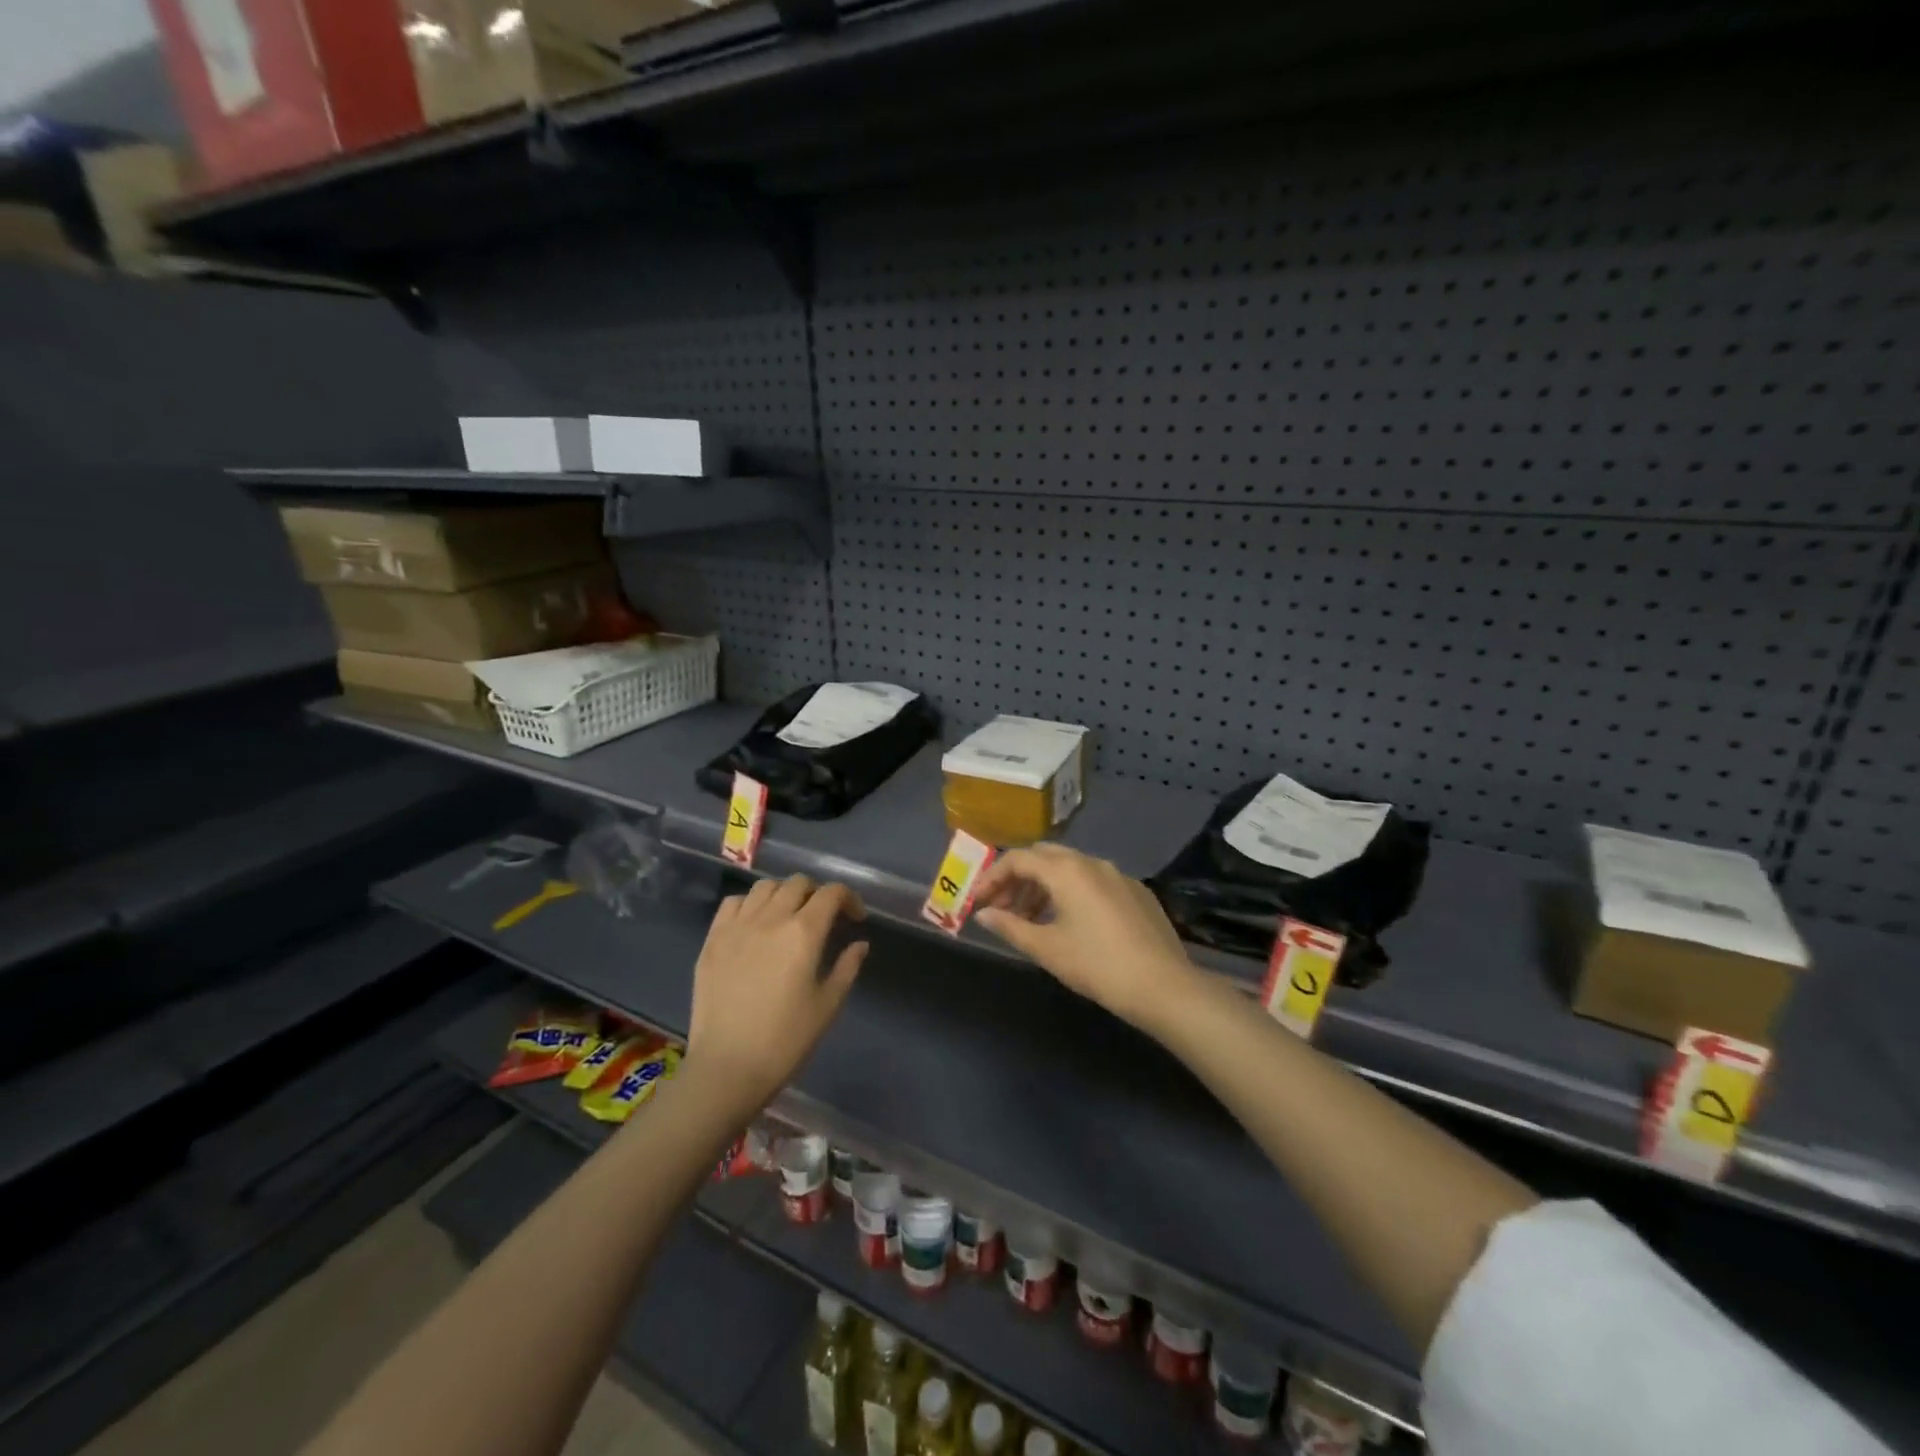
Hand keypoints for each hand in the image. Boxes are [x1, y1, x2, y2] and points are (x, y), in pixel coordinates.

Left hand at [685, 875, 867, 1117]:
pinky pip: (732, 903)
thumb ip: (847, 968)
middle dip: (818, 894)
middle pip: (798, 884)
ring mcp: (737, 926)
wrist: (727, 1068)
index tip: (855, 918)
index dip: (849, 899)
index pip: (831, 893)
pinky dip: (750, 904)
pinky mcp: (712, 939)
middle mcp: (770, 918)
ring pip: (765, 887)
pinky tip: (755, 924)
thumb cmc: (785, 1041)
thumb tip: (860, 944)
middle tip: (824, 918)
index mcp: (804, 933)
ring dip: (784, 894)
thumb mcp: (827, 1006)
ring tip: (788, 916)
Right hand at [974, 844, 1199, 1030]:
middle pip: (1044, 856)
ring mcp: (1118, 874)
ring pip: (1070, 868)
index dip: (992, 877)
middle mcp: (1092, 862)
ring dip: (1044, 886)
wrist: (1163, 986)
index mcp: (1066, 870)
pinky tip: (1071, 923)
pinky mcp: (1137, 891)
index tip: (978, 901)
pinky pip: (1094, 880)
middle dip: (1018, 878)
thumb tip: (983, 914)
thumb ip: (1010, 926)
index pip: (1018, 859)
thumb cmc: (1097, 966)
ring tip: (1031, 919)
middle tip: (1003, 907)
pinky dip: (1072, 892)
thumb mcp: (1047, 948)